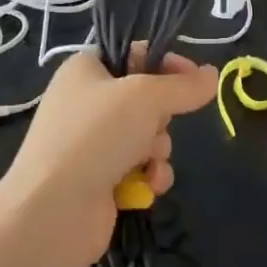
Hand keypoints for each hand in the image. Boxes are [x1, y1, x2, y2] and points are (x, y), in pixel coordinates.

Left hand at [0, 46, 216, 266]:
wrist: (52, 212)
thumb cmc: (95, 136)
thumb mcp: (146, 97)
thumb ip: (184, 86)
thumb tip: (214, 75)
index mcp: (86, 69)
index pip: (136, 53)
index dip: (168, 64)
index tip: (194, 79)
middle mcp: (87, 102)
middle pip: (146, 99)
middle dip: (161, 118)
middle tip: (154, 126)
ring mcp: (91, 143)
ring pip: (148, 136)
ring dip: (158, 150)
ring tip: (148, 162)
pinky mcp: (99, 179)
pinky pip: (139, 168)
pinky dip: (148, 176)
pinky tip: (147, 186)